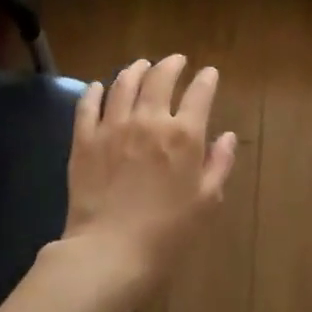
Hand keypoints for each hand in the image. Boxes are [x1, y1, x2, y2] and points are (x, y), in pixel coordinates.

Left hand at [63, 54, 236, 289]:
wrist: (111, 250)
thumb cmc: (168, 233)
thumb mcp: (206, 202)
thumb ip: (218, 164)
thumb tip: (227, 137)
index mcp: (184, 136)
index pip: (199, 94)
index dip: (206, 80)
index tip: (209, 74)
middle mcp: (149, 121)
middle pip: (159, 78)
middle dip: (171, 65)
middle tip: (175, 61)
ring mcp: (113, 127)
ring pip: (123, 84)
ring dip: (135, 70)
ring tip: (140, 66)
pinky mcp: (84, 139)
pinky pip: (88, 105)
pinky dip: (95, 91)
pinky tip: (99, 87)